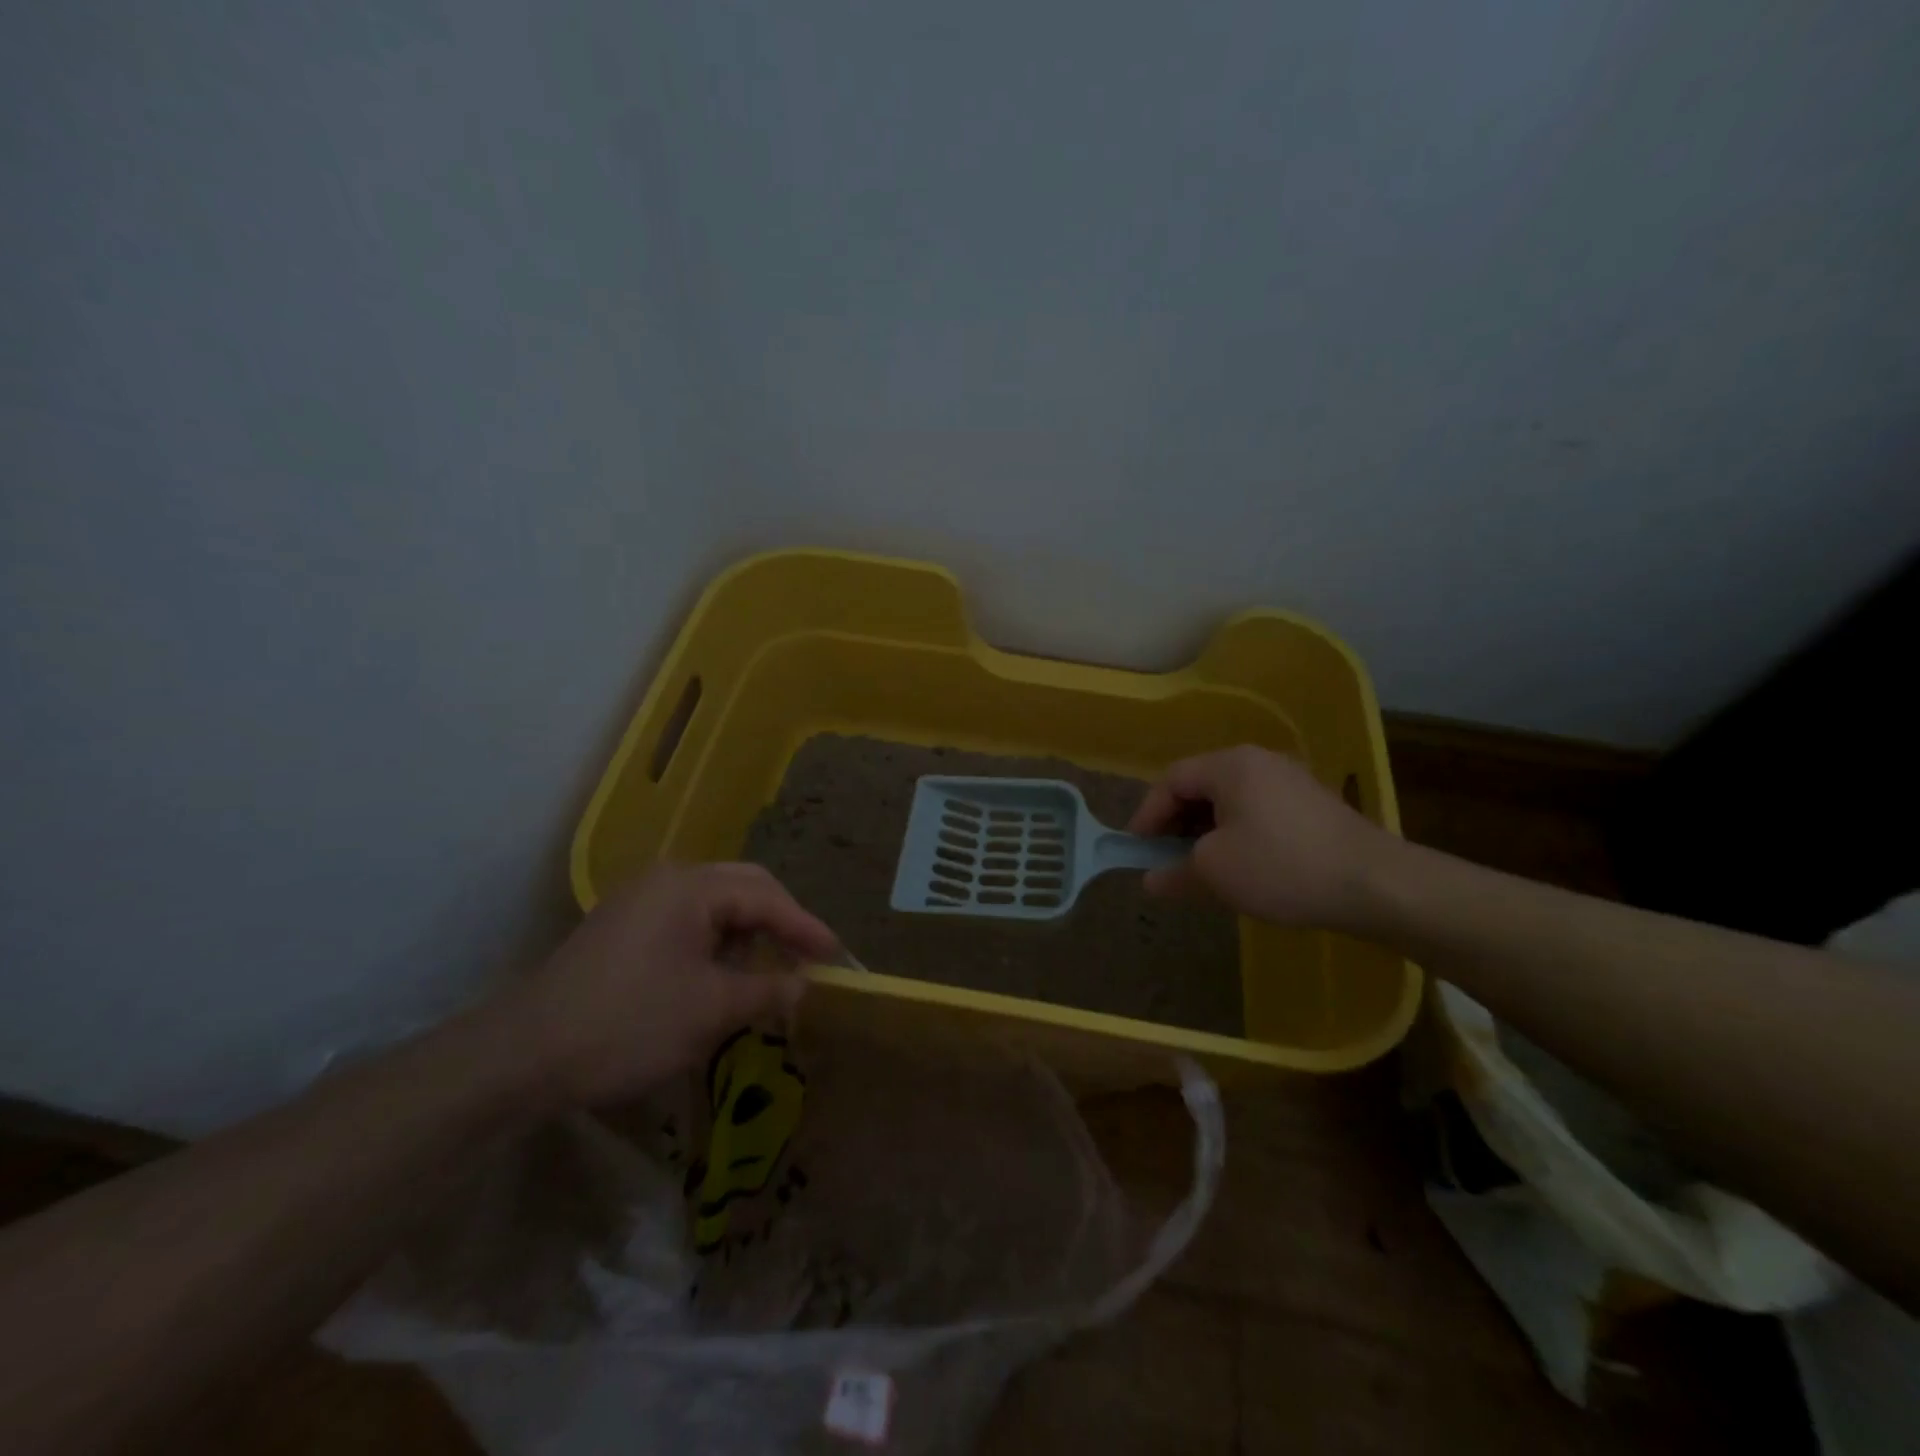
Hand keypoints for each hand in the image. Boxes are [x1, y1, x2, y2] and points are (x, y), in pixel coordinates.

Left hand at [495, 863, 838, 1107]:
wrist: (522, 1056)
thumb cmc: (627, 1024)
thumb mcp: (710, 1011)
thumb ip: (766, 991)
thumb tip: (803, 984)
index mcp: (691, 887)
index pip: (766, 897)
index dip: (805, 927)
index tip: (836, 955)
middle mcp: (667, 879)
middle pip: (743, 887)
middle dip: (779, 922)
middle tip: (806, 956)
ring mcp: (640, 900)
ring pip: (715, 905)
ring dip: (746, 933)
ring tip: (766, 972)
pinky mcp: (623, 927)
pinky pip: (688, 922)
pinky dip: (716, 944)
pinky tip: (720, 976)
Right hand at [1127, 746, 1392, 927]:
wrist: (1376, 885)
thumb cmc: (1281, 867)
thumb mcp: (1215, 872)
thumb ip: (1174, 872)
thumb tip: (1151, 880)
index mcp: (1230, 765)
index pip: (1172, 780)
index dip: (1147, 814)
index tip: (1137, 850)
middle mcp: (1260, 762)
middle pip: (1201, 786)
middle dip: (1176, 824)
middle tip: (1165, 859)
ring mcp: (1291, 781)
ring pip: (1230, 801)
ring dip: (1206, 832)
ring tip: (1200, 868)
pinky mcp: (1313, 805)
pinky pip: (1258, 812)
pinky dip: (1236, 834)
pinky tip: (1240, 867)